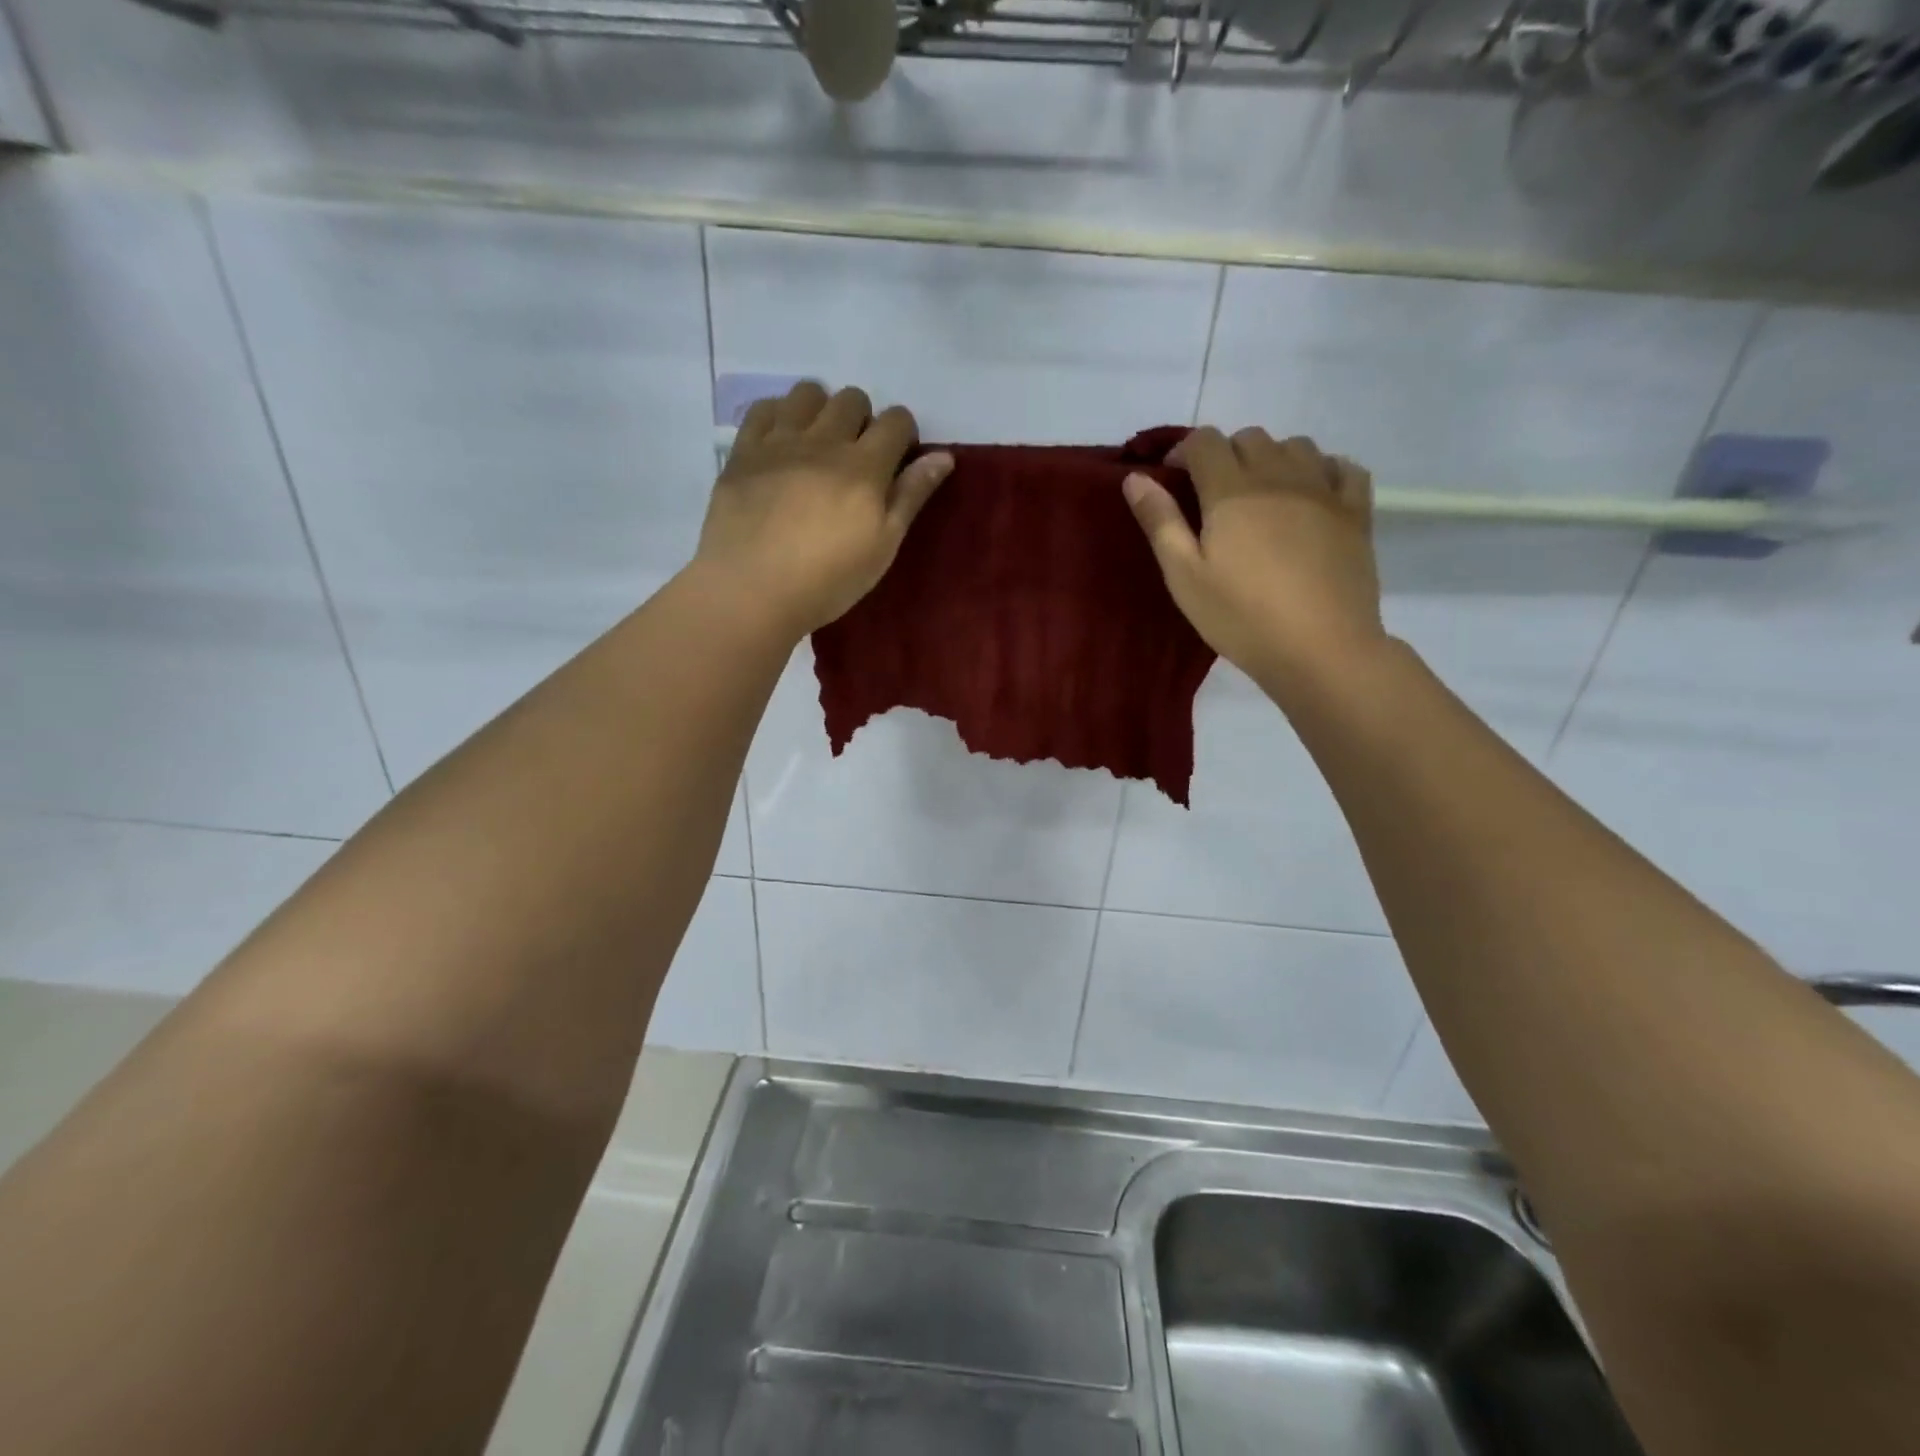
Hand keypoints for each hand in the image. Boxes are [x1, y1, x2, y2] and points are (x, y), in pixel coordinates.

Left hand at [696, 382, 953, 637]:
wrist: (751, 591)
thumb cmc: (828, 581)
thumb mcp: (882, 546)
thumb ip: (911, 496)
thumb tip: (943, 456)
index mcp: (865, 467)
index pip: (896, 421)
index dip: (903, 434)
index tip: (897, 460)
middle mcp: (824, 441)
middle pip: (852, 399)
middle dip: (863, 419)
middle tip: (856, 457)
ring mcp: (779, 442)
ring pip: (808, 393)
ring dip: (821, 410)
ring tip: (817, 444)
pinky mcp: (743, 452)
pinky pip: (763, 408)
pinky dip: (779, 415)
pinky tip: (781, 443)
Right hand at [1123, 426, 1386, 695]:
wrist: (1320, 649)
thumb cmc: (1241, 617)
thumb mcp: (1185, 577)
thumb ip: (1160, 523)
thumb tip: (1135, 478)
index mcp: (1231, 491)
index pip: (1205, 442)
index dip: (1184, 450)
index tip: (1172, 476)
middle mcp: (1279, 476)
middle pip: (1250, 438)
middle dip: (1226, 454)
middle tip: (1213, 495)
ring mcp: (1324, 490)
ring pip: (1296, 446)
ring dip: (1272, 458)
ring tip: (1261, 495)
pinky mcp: (1357, 512)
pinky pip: (1344, 467)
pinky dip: (1323, 469)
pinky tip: (1312, 494)